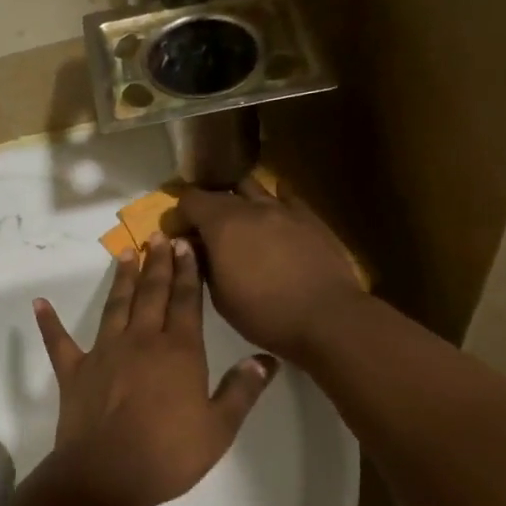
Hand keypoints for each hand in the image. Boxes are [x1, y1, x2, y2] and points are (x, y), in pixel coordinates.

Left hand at [32, 239, 276, 505]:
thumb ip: (241, 390)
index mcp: (178, 351)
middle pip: (152, 293)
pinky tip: (39, 303)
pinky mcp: (75, 370)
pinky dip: (49, 322)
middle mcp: (141, 340)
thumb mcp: (219, 428)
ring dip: (122, 278)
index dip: (188, 271)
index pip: (186, 301)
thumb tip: (265, 359)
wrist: (107, 476)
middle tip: (159, 235)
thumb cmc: (169, 454)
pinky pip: (59, 341)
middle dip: (158, 263)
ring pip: (115, 305)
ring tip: (126, 253)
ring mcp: (104, 352)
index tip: (186, 245)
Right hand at [174, 176, 366, 359]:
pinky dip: (274, 201)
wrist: (327, 317)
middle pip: (219, 192)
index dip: (179, 215)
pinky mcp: (310, 217)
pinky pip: (286, 197)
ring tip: (239, 220)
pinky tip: (274, 214)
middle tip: (205, 231)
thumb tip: (193, 245)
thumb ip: (203, 264)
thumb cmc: (265, 314)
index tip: (178, 235)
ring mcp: (283, 208)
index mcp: (222, 224)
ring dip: (239, 200)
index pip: (190, 200)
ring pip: (253, 188)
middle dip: (206, 207)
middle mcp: (250, 207)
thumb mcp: (219, 297)